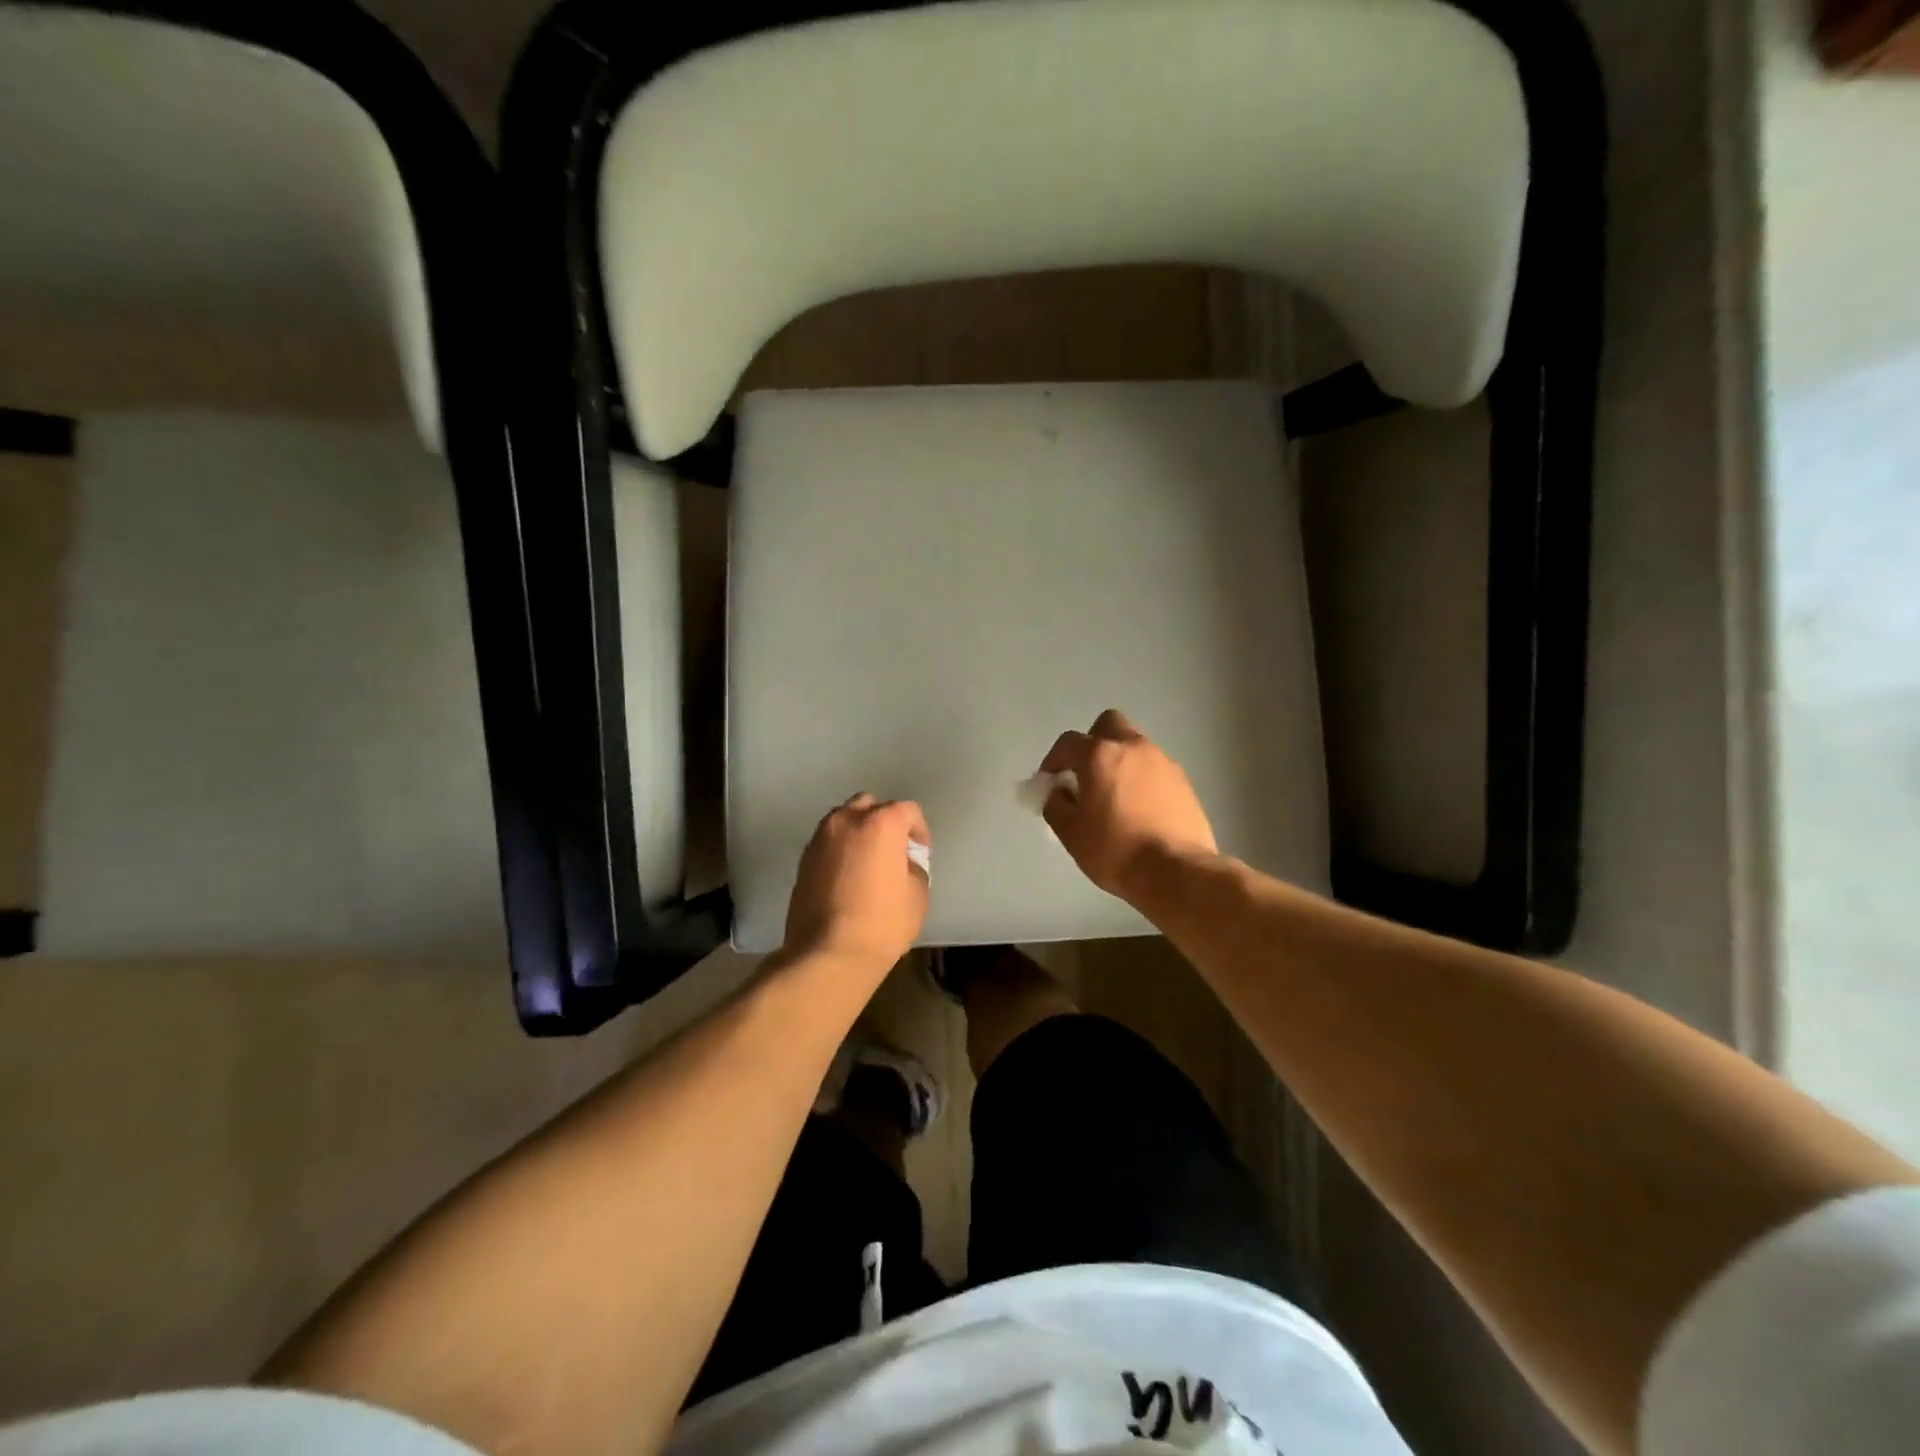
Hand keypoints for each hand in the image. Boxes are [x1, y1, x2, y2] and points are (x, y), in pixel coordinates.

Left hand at [783, 793, 930, 970]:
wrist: (827, 953)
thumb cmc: (881, 923)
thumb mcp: (917, 895)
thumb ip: (913, 868)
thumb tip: (901, 864)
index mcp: (881, 823)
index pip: (908, 810)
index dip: (919, 830)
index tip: (920, 854)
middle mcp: (847, 820)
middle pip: (870, 805)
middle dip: (885, 822)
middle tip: (893, 851)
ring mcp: (820, 838)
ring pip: (844, 820)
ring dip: (859, 833)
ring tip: (867, 862)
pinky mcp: (803, 859)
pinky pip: (828, 842)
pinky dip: (840, 850)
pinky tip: (847, 877)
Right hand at [1039, 710, 1216, 899]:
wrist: (1176, 871)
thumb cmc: (1115, 850)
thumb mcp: (1071, 833)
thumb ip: (1056, 805)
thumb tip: (1058, 793)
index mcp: (1100, 755)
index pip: (1068, 742)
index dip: (1054, 759)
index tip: (1050, 781)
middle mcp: (1133, 748)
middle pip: (1109, 725)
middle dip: (1093, 742)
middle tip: (1086, 774)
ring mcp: (1163, 762)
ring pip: (1135, 746)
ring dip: (1120, 762)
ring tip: (1115, 797)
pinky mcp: (1183, 781)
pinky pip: (1154, 769)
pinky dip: (1142, 779)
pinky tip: (1140, 809)